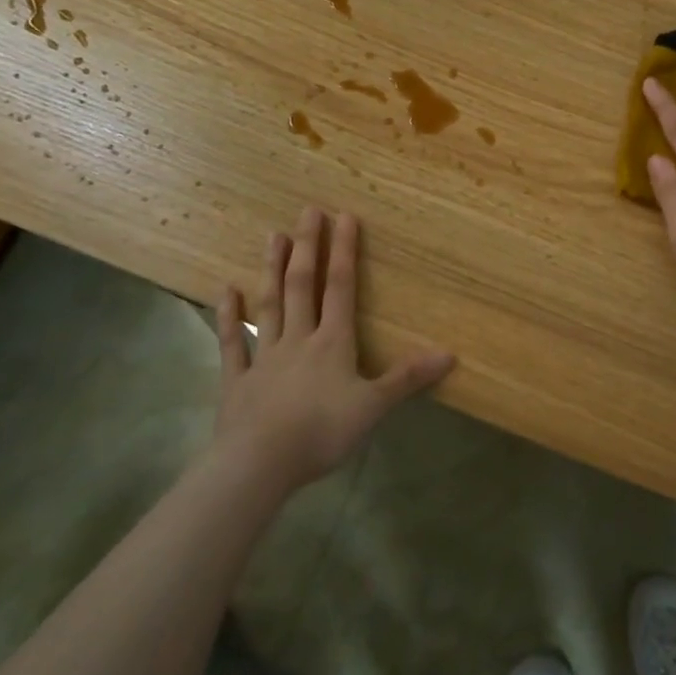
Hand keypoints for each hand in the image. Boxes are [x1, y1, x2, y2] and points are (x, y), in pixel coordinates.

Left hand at [211, 207, 454, 493]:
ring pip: (270, 304)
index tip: (344, 216)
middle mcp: (299, 339)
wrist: (260, 463)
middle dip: (308, 247)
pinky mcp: (237, 380)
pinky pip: (233, 342)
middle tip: (307, 211)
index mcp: (333, 342)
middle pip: (303, 286)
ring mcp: (264, 356)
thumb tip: (451, 354)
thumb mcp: (375, 407)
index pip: (341, 288)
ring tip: (273, 236)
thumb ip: (408, 378)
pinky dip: (229, 316)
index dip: (345, 252)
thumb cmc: (322, 432)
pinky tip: (225, 291)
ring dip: (272, 270)